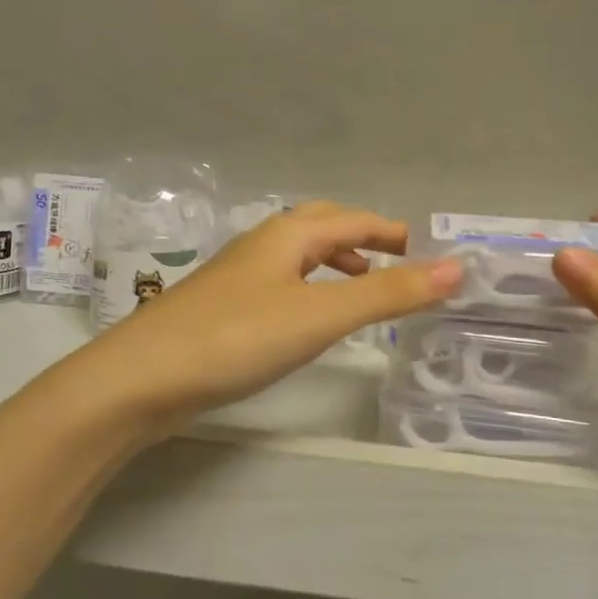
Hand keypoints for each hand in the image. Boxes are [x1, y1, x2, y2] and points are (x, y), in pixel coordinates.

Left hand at [77, 202, 461, 423]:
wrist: (141, 378)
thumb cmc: (236, 338)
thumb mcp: (321, 314)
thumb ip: (388, 293)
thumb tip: (456, 267)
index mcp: (287, 234)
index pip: (352, 220)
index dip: (391, 231)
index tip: (424, 249)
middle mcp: (261, 244)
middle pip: (321, 226)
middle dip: (361, 239)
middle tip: (395, 263)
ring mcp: (237, 275)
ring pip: (296, 256)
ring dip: (333, 263)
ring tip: (359, 287)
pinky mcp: (221, 307)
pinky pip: (279, 282)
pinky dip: (308, 288)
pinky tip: (306, 319)